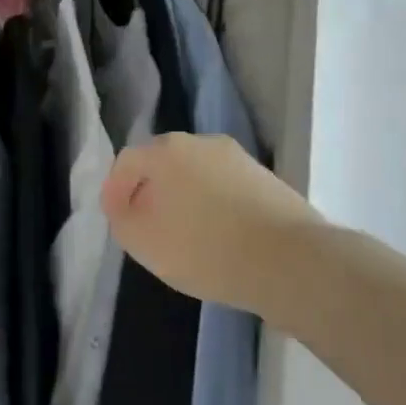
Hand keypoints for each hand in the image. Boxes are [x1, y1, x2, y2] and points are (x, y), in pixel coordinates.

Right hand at [101, 132, 320, 312]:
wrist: (290, 261)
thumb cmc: (203, 248)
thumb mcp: (142, 241)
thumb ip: (121, 219)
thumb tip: (126, 205)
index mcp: (166, 151)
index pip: (127, 161)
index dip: (115, 190)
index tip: (116, 219)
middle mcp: (202, 143)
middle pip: (163, 164)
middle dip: (150, 192)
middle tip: (146, 226)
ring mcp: (239, 159)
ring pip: (196, 176)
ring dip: (183, 199)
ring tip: (184, 236)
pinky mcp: (267, 180)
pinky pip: (225, 189)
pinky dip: (214, 207)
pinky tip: (218, 238)